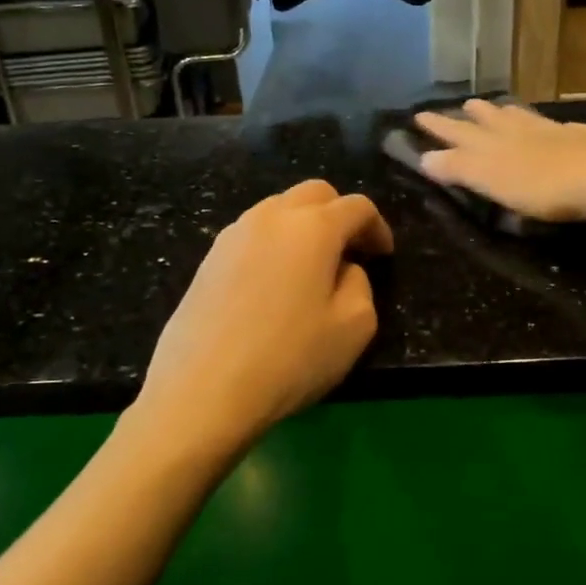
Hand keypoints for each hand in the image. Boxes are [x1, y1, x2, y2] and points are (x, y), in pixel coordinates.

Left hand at [135, 180, 393, 451]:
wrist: (202, 390)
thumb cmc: (290, 359)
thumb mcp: (355, 327)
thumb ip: (360, 284)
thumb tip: (342, 269)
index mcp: (313, 227)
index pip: (357, 206)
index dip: (378, 227)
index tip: (383, 256)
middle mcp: (271, 216)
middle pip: (315, 194)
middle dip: (340, 214)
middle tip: (351, 252)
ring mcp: (233, 234)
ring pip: (279, 209)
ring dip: (304, 226)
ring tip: (311, 268)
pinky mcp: (208, 259)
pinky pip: (252, 234)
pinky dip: (274, 244)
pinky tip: (274, 284)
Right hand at [414, 99, 585, 222]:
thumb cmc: (541, 186)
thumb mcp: (491, 180)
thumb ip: (459, 168)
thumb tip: (425, 157)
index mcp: (495, 144)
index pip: (459, 133)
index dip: (439, 127)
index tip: (420, 115)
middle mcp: (520, 131)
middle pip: (491, 120)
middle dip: (472, 115)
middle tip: (462, 105)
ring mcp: (553, 131)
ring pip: (523, 118)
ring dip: (506, 114)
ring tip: (498, 107)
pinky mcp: (582, 139)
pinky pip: (557, 126)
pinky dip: (546, 124)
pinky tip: (554, 126)